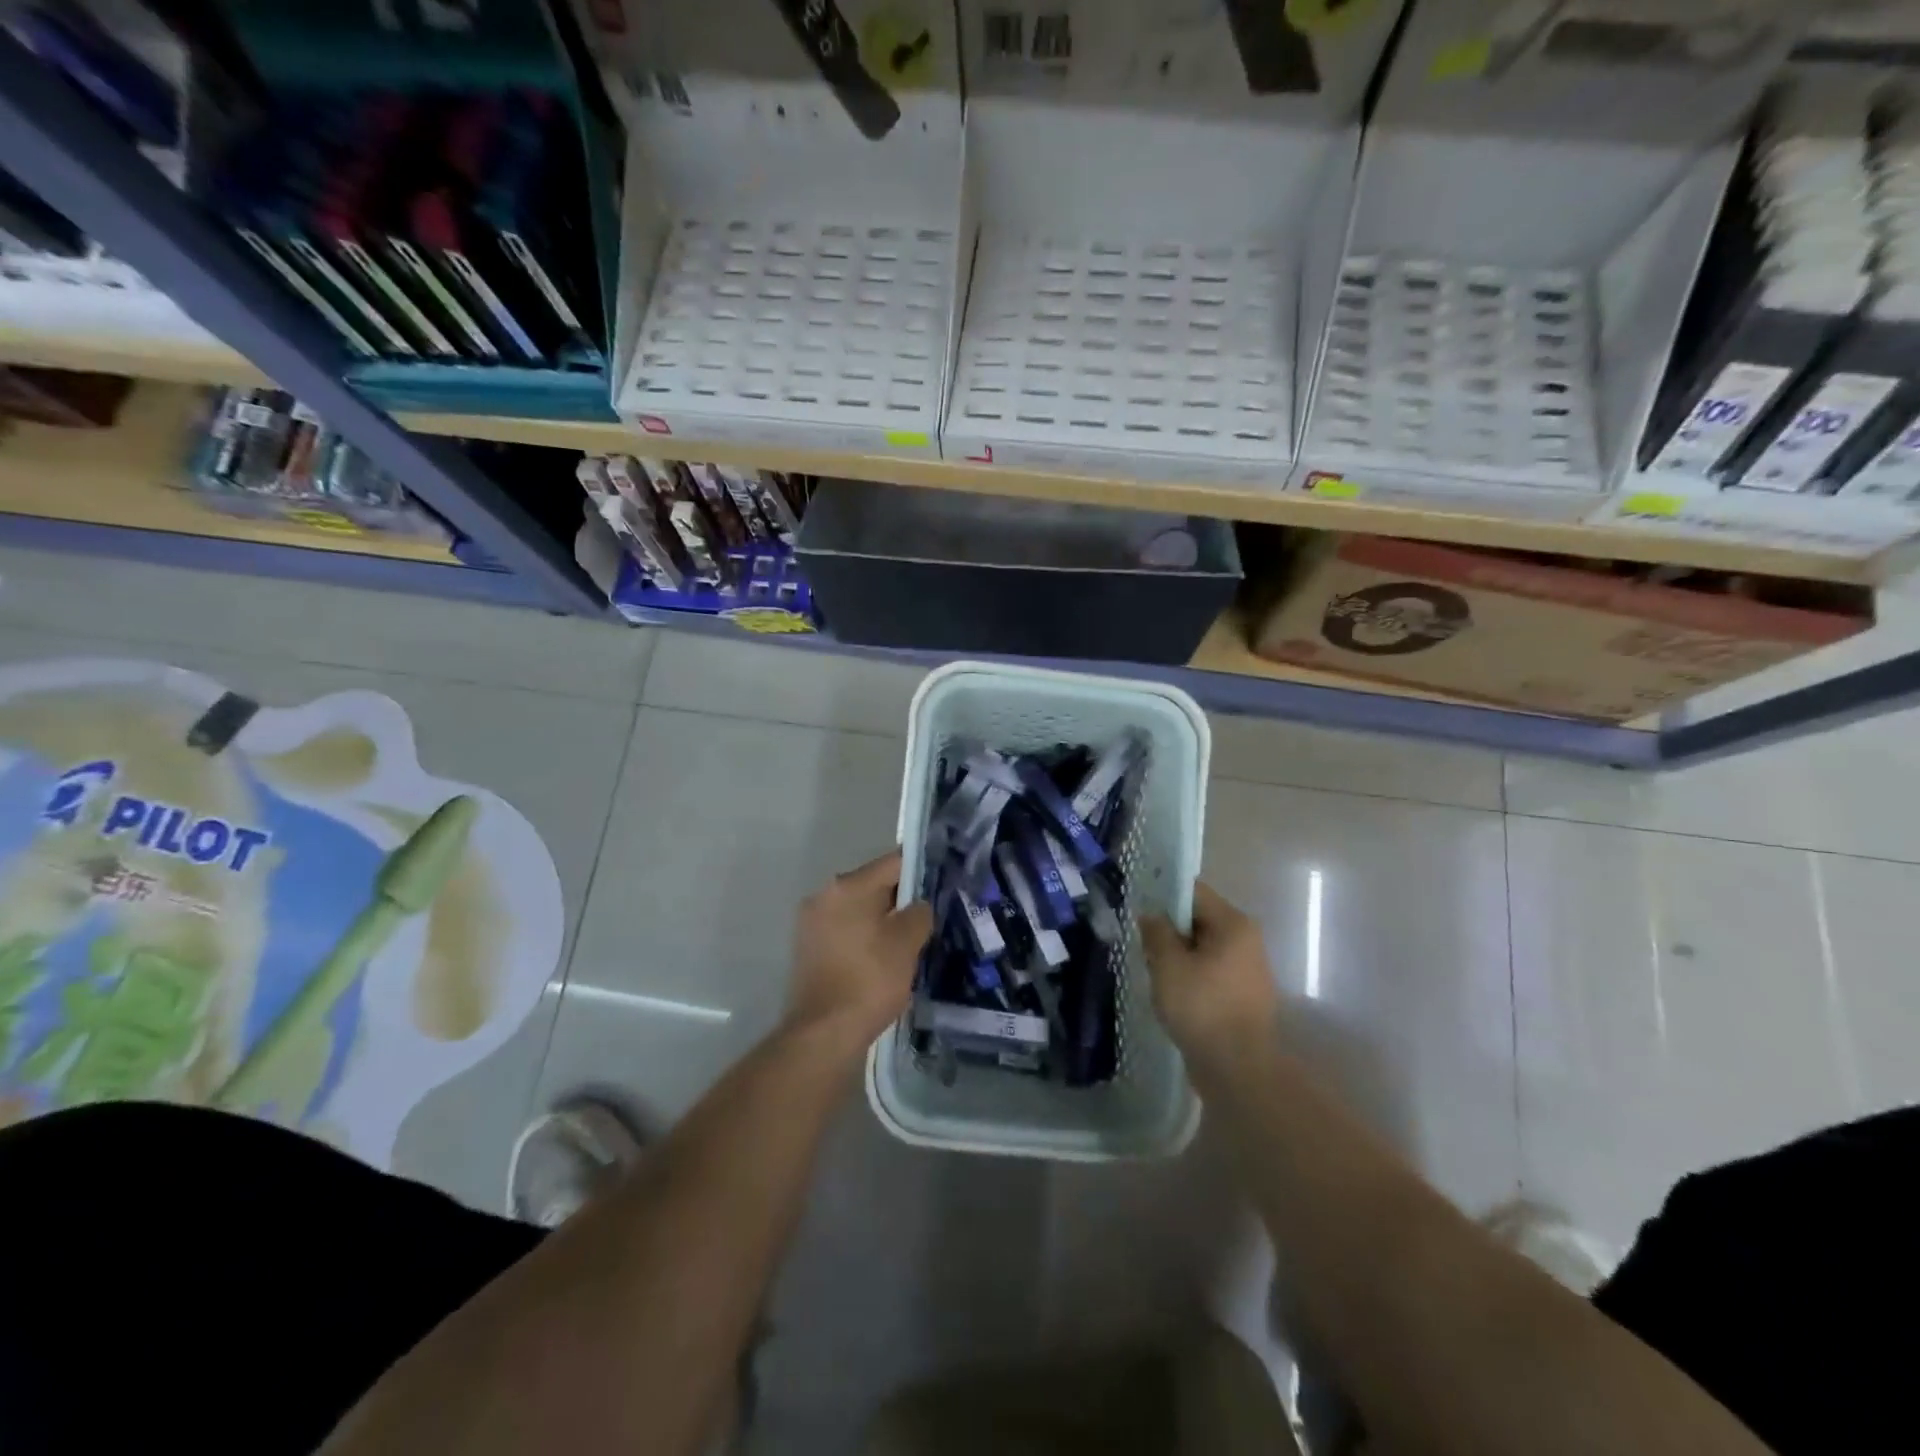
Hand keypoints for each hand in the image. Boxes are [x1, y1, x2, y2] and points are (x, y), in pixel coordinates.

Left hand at [786, 849, 933, 1047]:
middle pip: (874, 885)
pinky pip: (845, 931)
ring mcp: (811, 922)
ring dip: (883, 920)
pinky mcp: (808, 948)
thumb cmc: (869, 979)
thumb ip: (919, 913)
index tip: (943, 882)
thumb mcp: (907, 943)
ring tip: (910, 940)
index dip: (921, 870)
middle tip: (930, 915)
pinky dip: (865, 937)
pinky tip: (883, 958)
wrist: (823, 1033)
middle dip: (902, 898)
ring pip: (859, 910)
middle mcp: (824, 895)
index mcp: (848, 885)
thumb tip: (918, 906)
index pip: (893, 863)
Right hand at [1140, 881, 1279, 1070]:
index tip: (1138, 906)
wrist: (1239, 1069)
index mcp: (1233, 924)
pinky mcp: (1243, 996)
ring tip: (1153, 971)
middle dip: (1169, 929)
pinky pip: (1210, 972)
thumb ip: (1157, 933)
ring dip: (1178, 955)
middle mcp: (1246, 940)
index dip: (1164, 895)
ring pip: (1203, 948)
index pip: (1194, 892)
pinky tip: (1171, 993)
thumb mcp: (1168, 965)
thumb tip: (1152, 915)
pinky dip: (1190, 976)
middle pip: (1199, 919)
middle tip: (1142, 944)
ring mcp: (1248, 970)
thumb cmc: (1202, 1007)